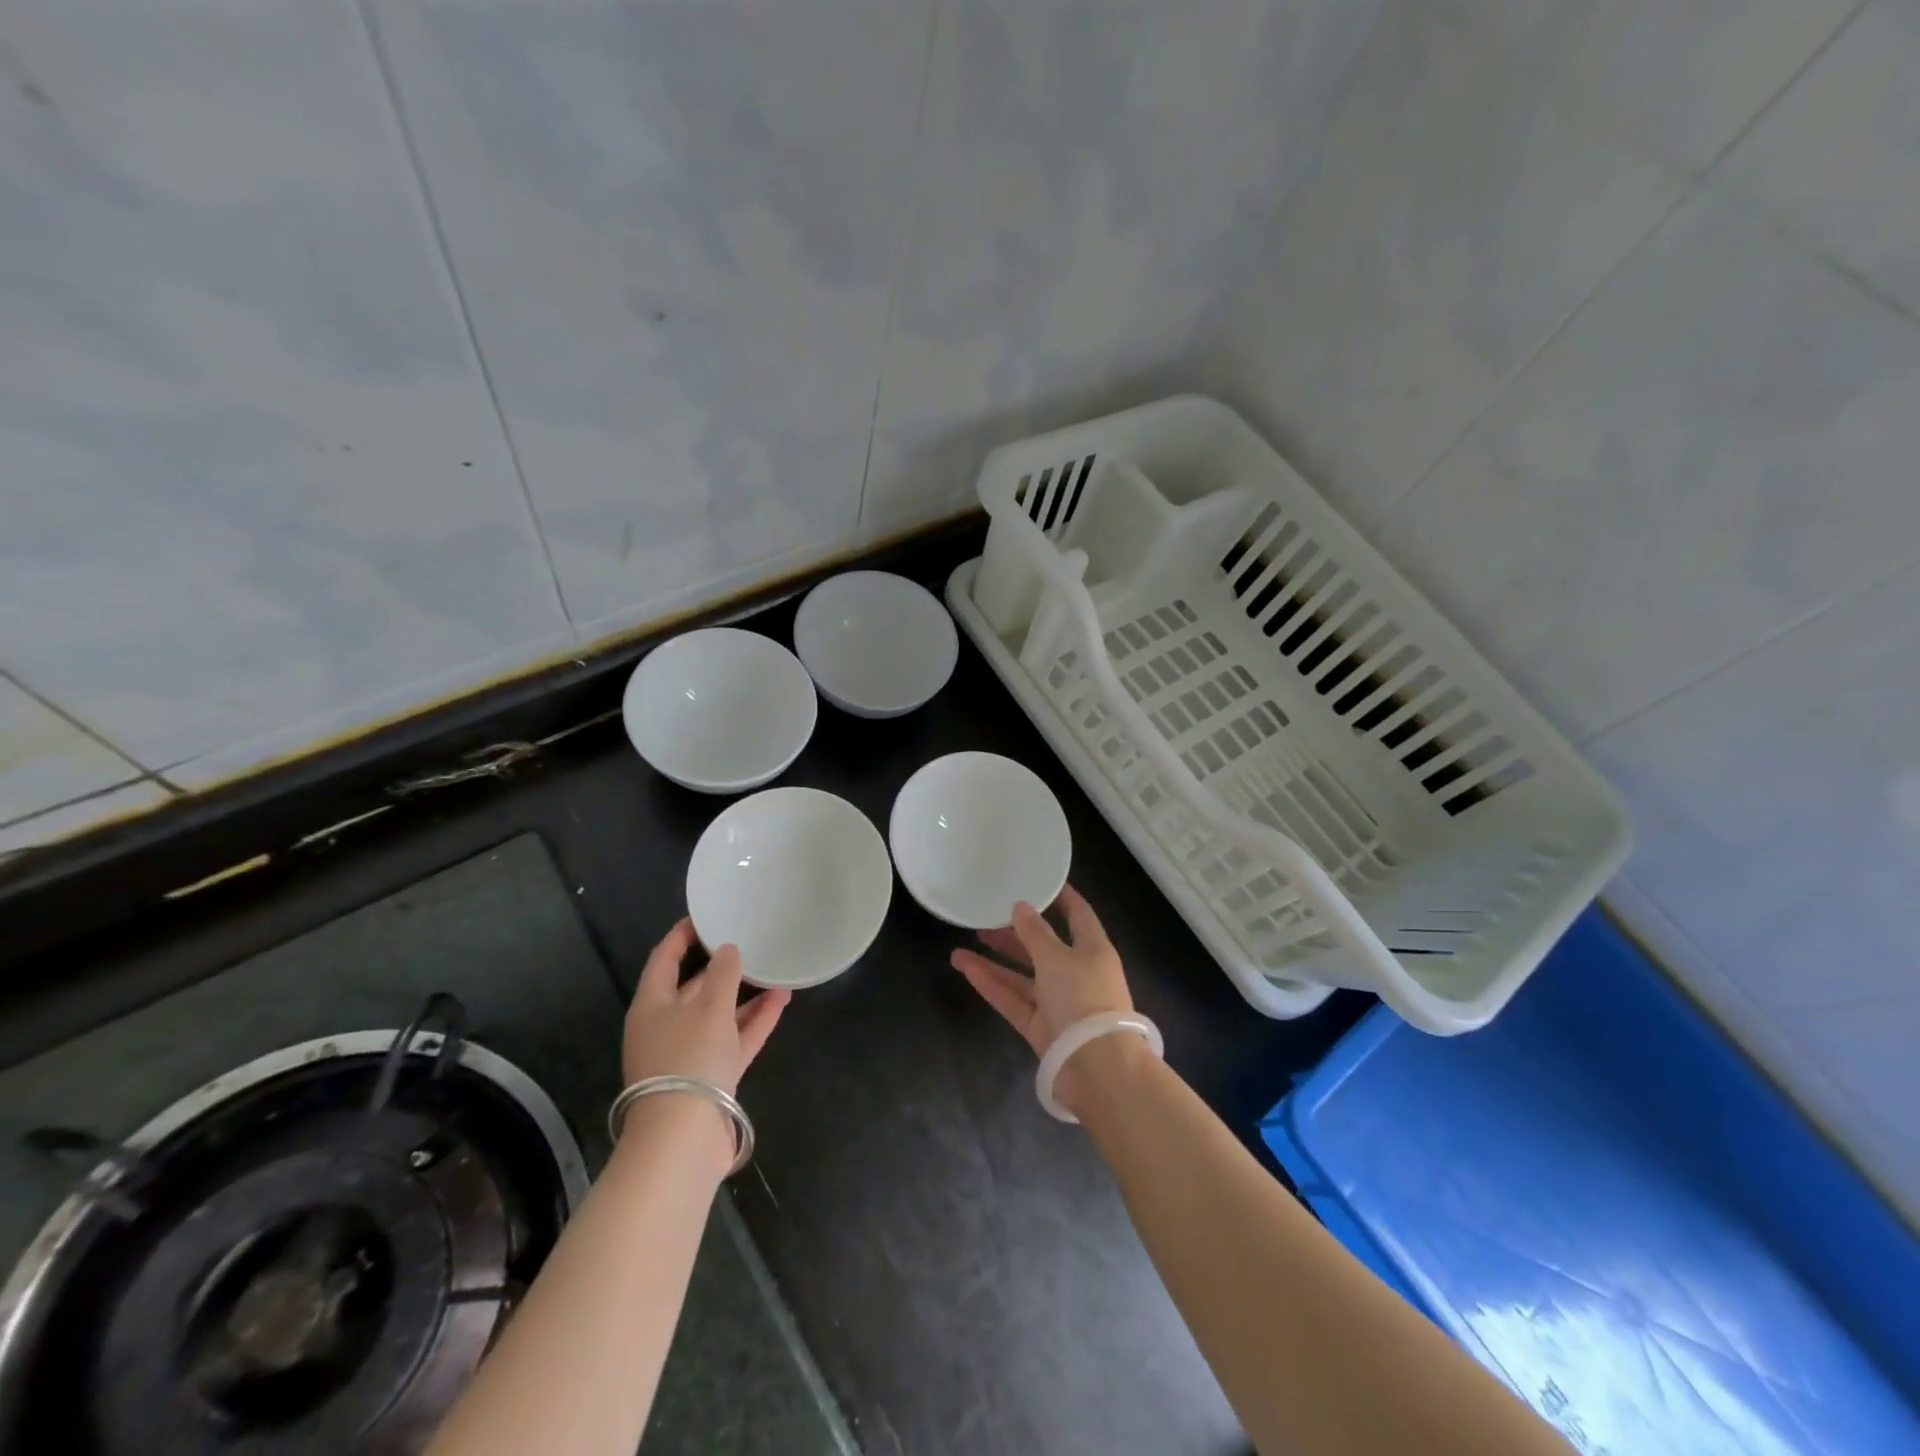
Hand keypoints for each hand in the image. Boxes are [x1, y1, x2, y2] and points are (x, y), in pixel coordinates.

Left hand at [623, 918, 789, 1093]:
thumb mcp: (710, 1008)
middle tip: (747, 942)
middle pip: (692, 989)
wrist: (684, 1140)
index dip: (681, 936)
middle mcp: (666, 1028)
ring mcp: (688, 1055)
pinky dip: (754, 1021)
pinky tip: (780, 1000)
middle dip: (719, 968)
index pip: (663, 960)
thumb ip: (723, 974)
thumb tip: (728, 950)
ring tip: (774, 970)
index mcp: (651, 1006)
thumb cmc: (689, 1059)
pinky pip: (734, 1040)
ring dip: (744, 995)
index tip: (704, 916)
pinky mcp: (710, 1078)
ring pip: (718, 1015)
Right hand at [950, 885, 1135, 1112]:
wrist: (1097, 1067)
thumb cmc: (1084, 998)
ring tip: (961, 945)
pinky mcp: (1041, 1027)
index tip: (1039, 880)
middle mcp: (1077, 973)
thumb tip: (1020, 907)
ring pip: (1023, 975)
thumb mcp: (1057, 957)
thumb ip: (1035, 933)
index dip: (1061, 897)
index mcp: (1092, 949)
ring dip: (995, 960)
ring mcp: (1058, 1002)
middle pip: (1043, 946)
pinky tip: (966, 968)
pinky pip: (1014, 999)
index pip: (1078, 915)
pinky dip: (992, 984)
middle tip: (984, 917)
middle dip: (1014, 932)